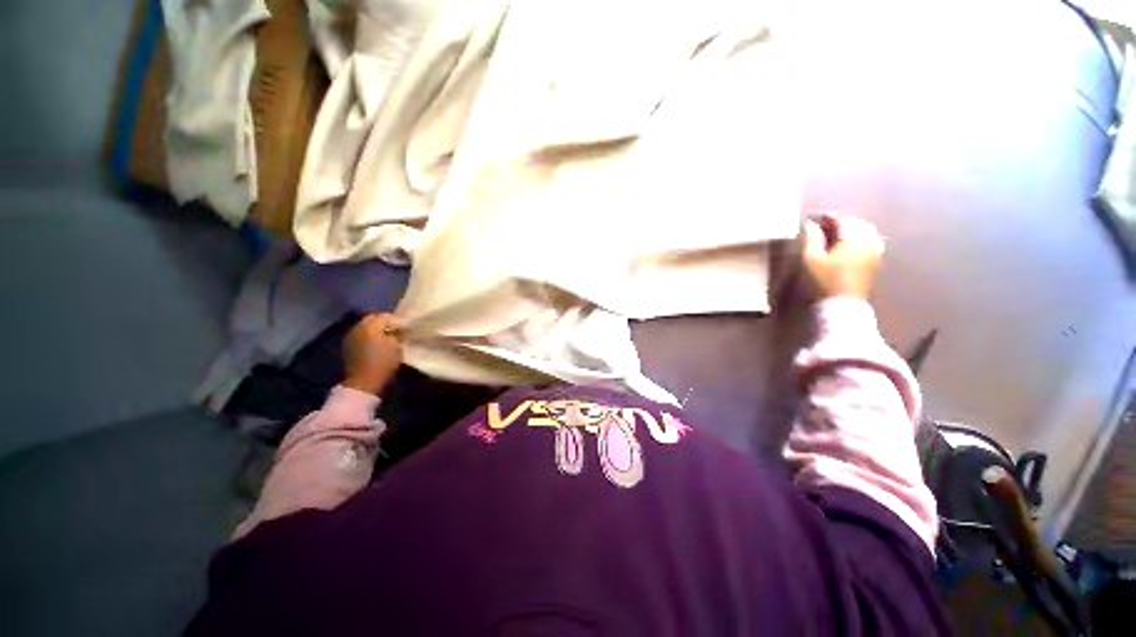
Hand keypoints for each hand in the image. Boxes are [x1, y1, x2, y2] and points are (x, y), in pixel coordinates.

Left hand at [342, 314, 403, 395]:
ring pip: (365, 327)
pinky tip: (377, 344)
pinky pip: (361, 335)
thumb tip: (398, 329)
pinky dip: (369, 337)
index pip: (386, 316)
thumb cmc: (383, 362)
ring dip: (376, 330)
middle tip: (396, 330)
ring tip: (387, 337)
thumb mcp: (397, 345)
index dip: (397, 321)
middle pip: (373, 319)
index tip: (406, 327)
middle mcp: (357, 327)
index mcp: (370, 325)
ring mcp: (350, 337)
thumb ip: (397, 333)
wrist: (364, 382)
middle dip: (384, 323)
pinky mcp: (348, 346)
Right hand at [802, 214, 884, 300]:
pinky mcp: (876, 260)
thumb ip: (812, 238)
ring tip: (836, 233)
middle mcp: (869, 240)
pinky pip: (872, 240)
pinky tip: (850, 243)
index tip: (815, 217)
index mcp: (854, 237)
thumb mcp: (812, 258)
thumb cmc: (825, 280)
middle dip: (841, 222)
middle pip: (857, 223)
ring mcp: (875, 250)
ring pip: (866, 231)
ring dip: (852, 229)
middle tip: (824, 225)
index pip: (842, 220)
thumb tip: (810, 224)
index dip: (828, 217)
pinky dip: (861, 237)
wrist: (844, 303)